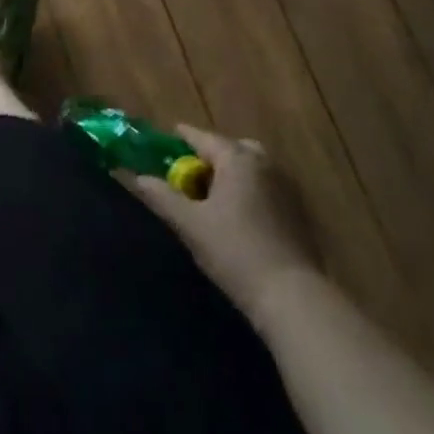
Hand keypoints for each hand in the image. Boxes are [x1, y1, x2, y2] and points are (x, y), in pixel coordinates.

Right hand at [131, 125, 318, 333]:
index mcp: (237, 158)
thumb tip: (134, 176)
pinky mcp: (299, 212)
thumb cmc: (234, 252)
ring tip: (212, 198)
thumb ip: (160, 196)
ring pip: (251, 168)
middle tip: (190, 175)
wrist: (292, 296)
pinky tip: (238, 218)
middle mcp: (264, 163)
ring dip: (231, 175)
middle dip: (210, 157)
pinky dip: (249, 192)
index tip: (162, 144)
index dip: (179, 139)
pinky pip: (266, 188)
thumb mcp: (189, 224)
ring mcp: (286, 187)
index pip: (201, 137)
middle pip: (231, 149)